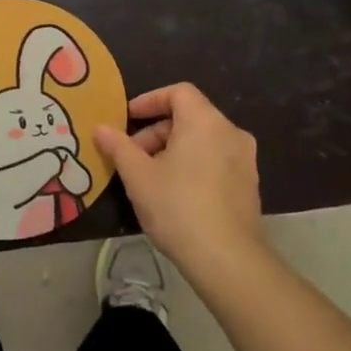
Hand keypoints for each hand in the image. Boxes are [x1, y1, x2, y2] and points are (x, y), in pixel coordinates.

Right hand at [94, 84, 265, 280]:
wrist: (228, 258)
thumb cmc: (178, 207)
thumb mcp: (138, 176)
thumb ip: (118, 147)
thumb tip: (100, 128)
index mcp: (205, 121)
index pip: (178, 92)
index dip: (150, 100)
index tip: (128, 118)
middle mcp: (230, 132)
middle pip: (190, 116)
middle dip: (157, 131)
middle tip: (132, 156)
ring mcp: (245, 159)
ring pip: (202, 140)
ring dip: (173, 149)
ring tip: (150, 177)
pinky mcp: (249, 184)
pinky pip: (216, 160)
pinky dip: (193, 164)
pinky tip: (175, 194)